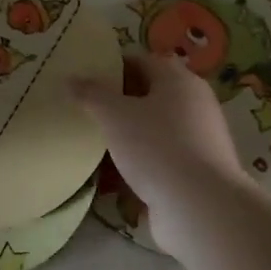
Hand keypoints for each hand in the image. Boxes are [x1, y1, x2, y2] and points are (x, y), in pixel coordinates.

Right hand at [70, 54, 242, 248]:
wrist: (199, 208)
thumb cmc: (156, 147)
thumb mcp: (114, 115)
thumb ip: (91, 94)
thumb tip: (71, 79)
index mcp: (179, 81)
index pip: (143, 61)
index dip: (113, 66)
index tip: (86, 78)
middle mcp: (194, 106)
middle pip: (149, 96)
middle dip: (118, 103)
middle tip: (85, 110)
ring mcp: (196, 142)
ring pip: (153, 131)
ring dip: (126, 137)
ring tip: (93, 144)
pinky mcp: (193, 173)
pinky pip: (158, 160)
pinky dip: (136, 164)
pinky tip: (111, 177)